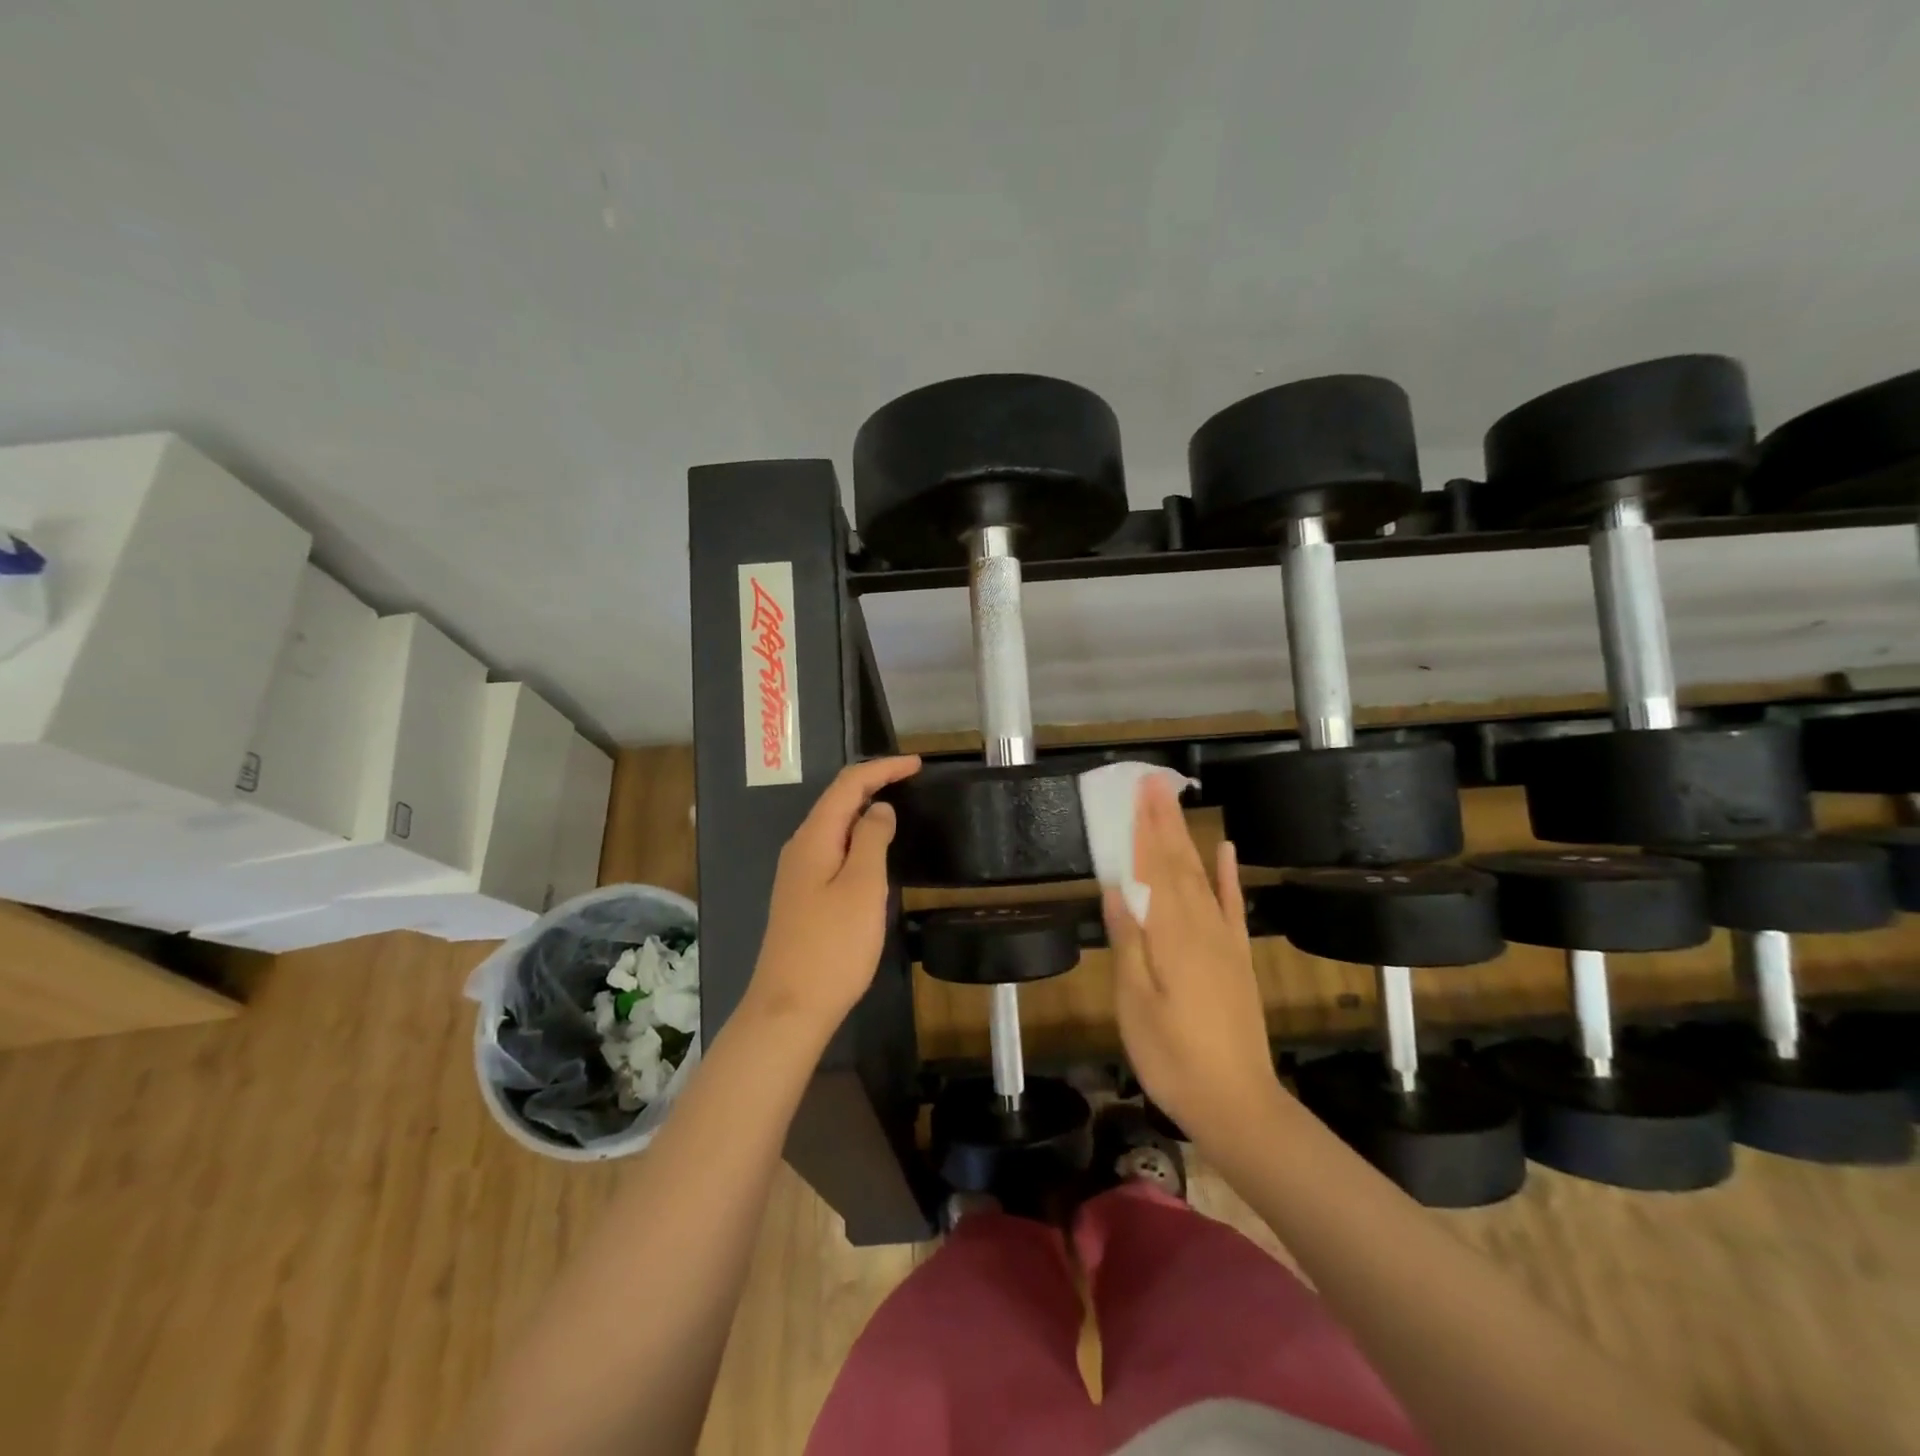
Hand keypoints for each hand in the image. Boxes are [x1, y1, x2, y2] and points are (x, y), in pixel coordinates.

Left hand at [744, 756, 920, 1035]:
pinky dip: (857, 837)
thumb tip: (879, 808)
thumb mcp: (862, 887)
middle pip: (836, 800)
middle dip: (873, 783)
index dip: (882, 769)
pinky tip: (874, 849)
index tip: (917, 765)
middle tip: (911, 780)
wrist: (790, 1007)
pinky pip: (832, 849)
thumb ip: (871, 840)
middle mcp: (800, 848)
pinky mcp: (802, 896)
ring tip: (898, 806)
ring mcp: (798, 873)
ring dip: (864, 809)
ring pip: (833, 826)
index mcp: (813, 838)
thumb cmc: (833, 946)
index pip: (847, 785)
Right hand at [1104, 773, 1283, 1144]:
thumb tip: (1116, 888)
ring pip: (1201, 877)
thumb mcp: (1135, 1004)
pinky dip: (1227, 876)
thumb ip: (1129, 943)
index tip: (1137, 791)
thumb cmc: (1173, 1057)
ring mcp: (1224, 941)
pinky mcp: (1238, 958)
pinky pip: (1232, 907)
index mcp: (1171, 936)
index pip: (1153, 869)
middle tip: (1153, 782)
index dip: (1143, 828)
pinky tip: (1225, 850)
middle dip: (1164, 821)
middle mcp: (1200, 927)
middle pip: (1178, 864)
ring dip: (1187, 838)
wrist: (1238, 1104)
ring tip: (1175, 804)